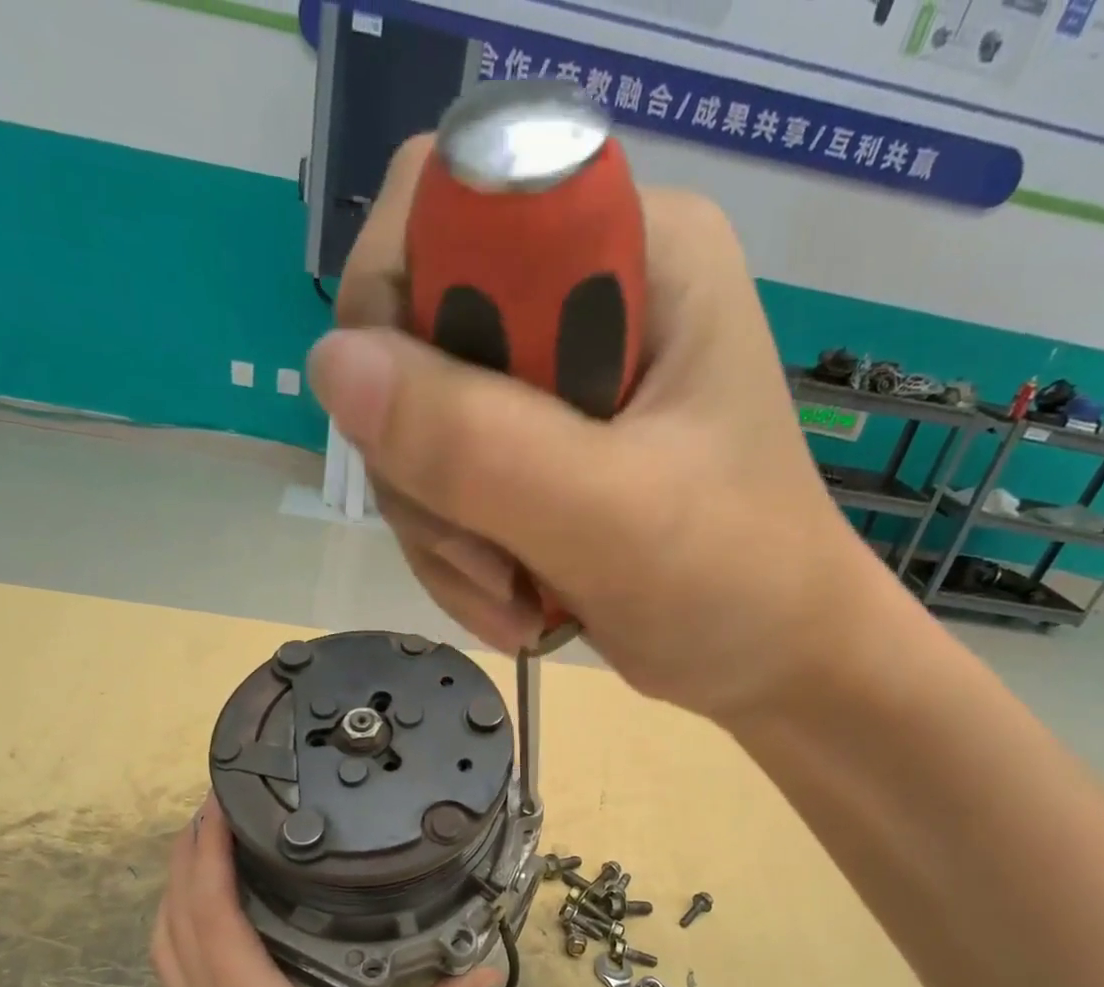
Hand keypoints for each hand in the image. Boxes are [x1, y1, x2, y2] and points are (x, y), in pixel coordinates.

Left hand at [151, 798, 501, 986]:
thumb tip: (487, 969)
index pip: (210, 904)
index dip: (207, 846)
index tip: (220, 799)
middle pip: (175, 911)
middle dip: (187, 850)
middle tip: (217, 804)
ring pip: (166, 939)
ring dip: (176, 885)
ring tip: (205, 845)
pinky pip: (175, 963)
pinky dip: (181, 922)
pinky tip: (209, 915)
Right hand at [307, 135, 890, 726]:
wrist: (772, 662)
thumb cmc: (732, 580)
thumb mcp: (610, 515)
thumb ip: (479, 443)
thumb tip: (331, 364)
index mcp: (631, 253)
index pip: (448, 207)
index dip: (398, 313)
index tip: (423, 440)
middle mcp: (581, 300)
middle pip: (413, 344)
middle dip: (432, 477)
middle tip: (494, 562)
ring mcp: (550, 387)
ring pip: (416, 434)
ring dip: (446, 540)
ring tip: (518, 603)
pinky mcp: (533, 456)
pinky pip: (439, 491)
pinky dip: (460, 564)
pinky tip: (517, 608)